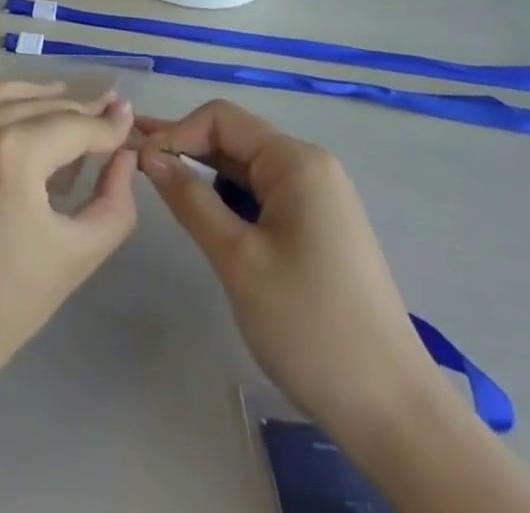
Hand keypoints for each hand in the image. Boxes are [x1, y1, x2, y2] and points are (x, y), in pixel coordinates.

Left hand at [0, 52, 137, 401]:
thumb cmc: (0, 309)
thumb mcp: (75, 257)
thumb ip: (113, 202)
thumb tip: (124, 155)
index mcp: (15, 152)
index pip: (76, 126)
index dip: (107, 127)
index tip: (127, 122)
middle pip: (40, 106)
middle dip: (76, 113)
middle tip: (102, 119)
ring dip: (32, 96)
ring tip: (60, 102)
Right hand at [139, 101, 431, 438]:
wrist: (394, 412)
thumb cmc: (309, 326)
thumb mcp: (238, 260)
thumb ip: (191, 200)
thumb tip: (150, 155)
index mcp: (296, 162)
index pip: (222, 118)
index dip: (176, 132)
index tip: (140, 162)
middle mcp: (310, 167)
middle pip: (235, 139)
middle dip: (186, 148)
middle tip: (135, 162)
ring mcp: (319, 198)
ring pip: (247, 169)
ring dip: (206, 175)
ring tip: (162, 187)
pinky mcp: (320, 228)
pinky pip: (265, 196)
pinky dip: (230, 200)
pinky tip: (205, 216)